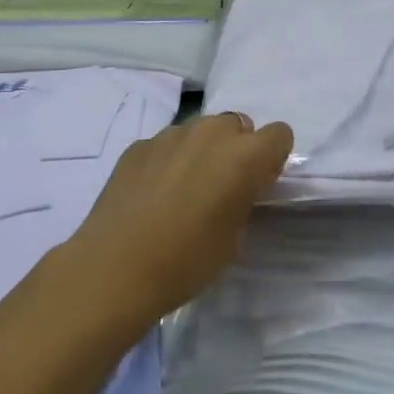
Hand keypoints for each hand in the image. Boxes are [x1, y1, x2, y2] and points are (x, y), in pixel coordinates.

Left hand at [58, 113, 293, 328]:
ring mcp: (172, 133)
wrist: (114, 268)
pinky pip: (166, 144)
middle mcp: (212, 132)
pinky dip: (167, 161)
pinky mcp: (140, 144)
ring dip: (201, 151)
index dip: (272, 158)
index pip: (279, 134)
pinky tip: (151, 195)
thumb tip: (236, 187)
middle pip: (238, 125)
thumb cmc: (186, 260)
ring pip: (200, 131)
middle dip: (235, 149)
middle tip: (220, 188)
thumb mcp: (234, 238)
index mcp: (245, 155)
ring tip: (181, 192)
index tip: (258, 183)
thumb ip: (243, 198)